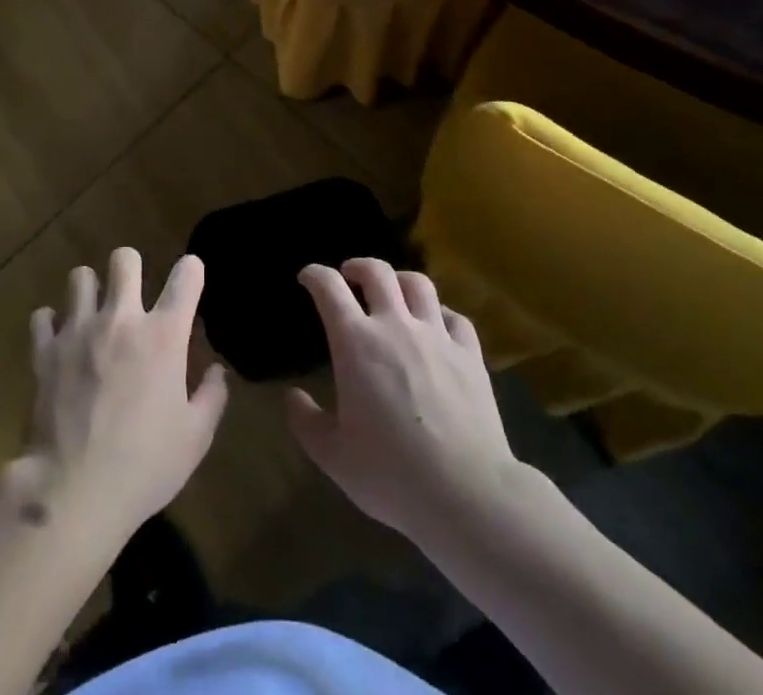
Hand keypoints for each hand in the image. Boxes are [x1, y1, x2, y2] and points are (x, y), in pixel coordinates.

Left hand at [16, 249, 227, 540]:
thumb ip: (212, 397)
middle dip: (131, 268)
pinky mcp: (45, 351)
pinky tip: (59, 341)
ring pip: (80, 277)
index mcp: (163, 335)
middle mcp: (121, 319)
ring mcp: (79, 331)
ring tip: (93, 314)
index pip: (186, 276)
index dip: (191, 270)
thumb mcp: (195, 439)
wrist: (72, 491)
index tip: (190, 278)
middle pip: (124, 259)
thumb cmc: (143, 466)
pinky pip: (43, 316)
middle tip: (132, 294)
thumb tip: (218, 371)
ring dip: (90, 291)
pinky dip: (51, 324)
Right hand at [287, 260, 517, 548]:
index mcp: (356, 342)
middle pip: (376, 272)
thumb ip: (306, 422)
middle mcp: (395, 326)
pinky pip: (455, 317)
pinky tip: (436, 326)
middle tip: (349, 277)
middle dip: (358, 266)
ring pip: (418, 284)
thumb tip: (292, 396)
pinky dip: (440, 313)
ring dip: (399, 280)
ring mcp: (437, 336)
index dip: (315, 275)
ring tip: (393, 292)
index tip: (307, 278)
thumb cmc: (392, 474)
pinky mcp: (470, 355)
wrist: (467, 494)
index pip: (329, 288)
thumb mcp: (333, 456)